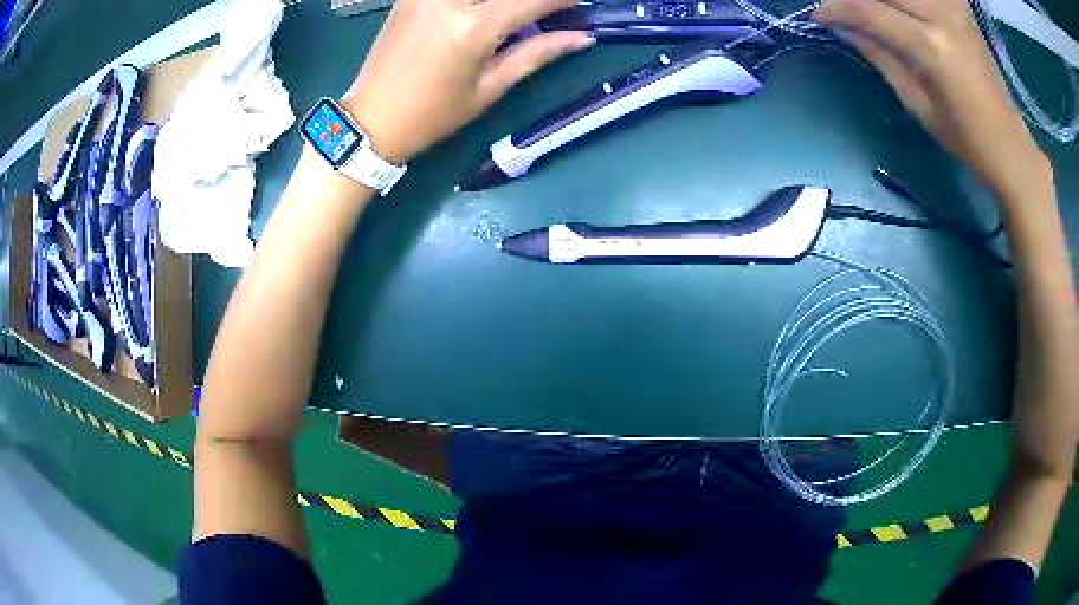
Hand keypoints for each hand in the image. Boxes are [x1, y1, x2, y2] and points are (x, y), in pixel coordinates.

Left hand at [341, 0, 593, 164]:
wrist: (370, 120)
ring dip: (501, 0)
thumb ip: (536, 54)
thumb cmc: (432, 115)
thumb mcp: (489, 89)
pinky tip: (480, 10)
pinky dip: (474, 0)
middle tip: (541, 9)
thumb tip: (581, 37)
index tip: (577, 4)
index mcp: (473, 28)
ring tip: (510, 13)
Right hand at [814, 0, 1048, 195]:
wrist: (1008, 143)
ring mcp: (953, 7)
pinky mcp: (959, 6)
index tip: (818, 14)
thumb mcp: (917, 104)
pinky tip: (902, 9)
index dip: (837, 9)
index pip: (870, 11)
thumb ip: (880, 55)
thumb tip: (843, 27)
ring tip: (869, 10)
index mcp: (932, 48)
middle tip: (840, 8)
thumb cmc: (965, 138)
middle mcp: (942, 16)